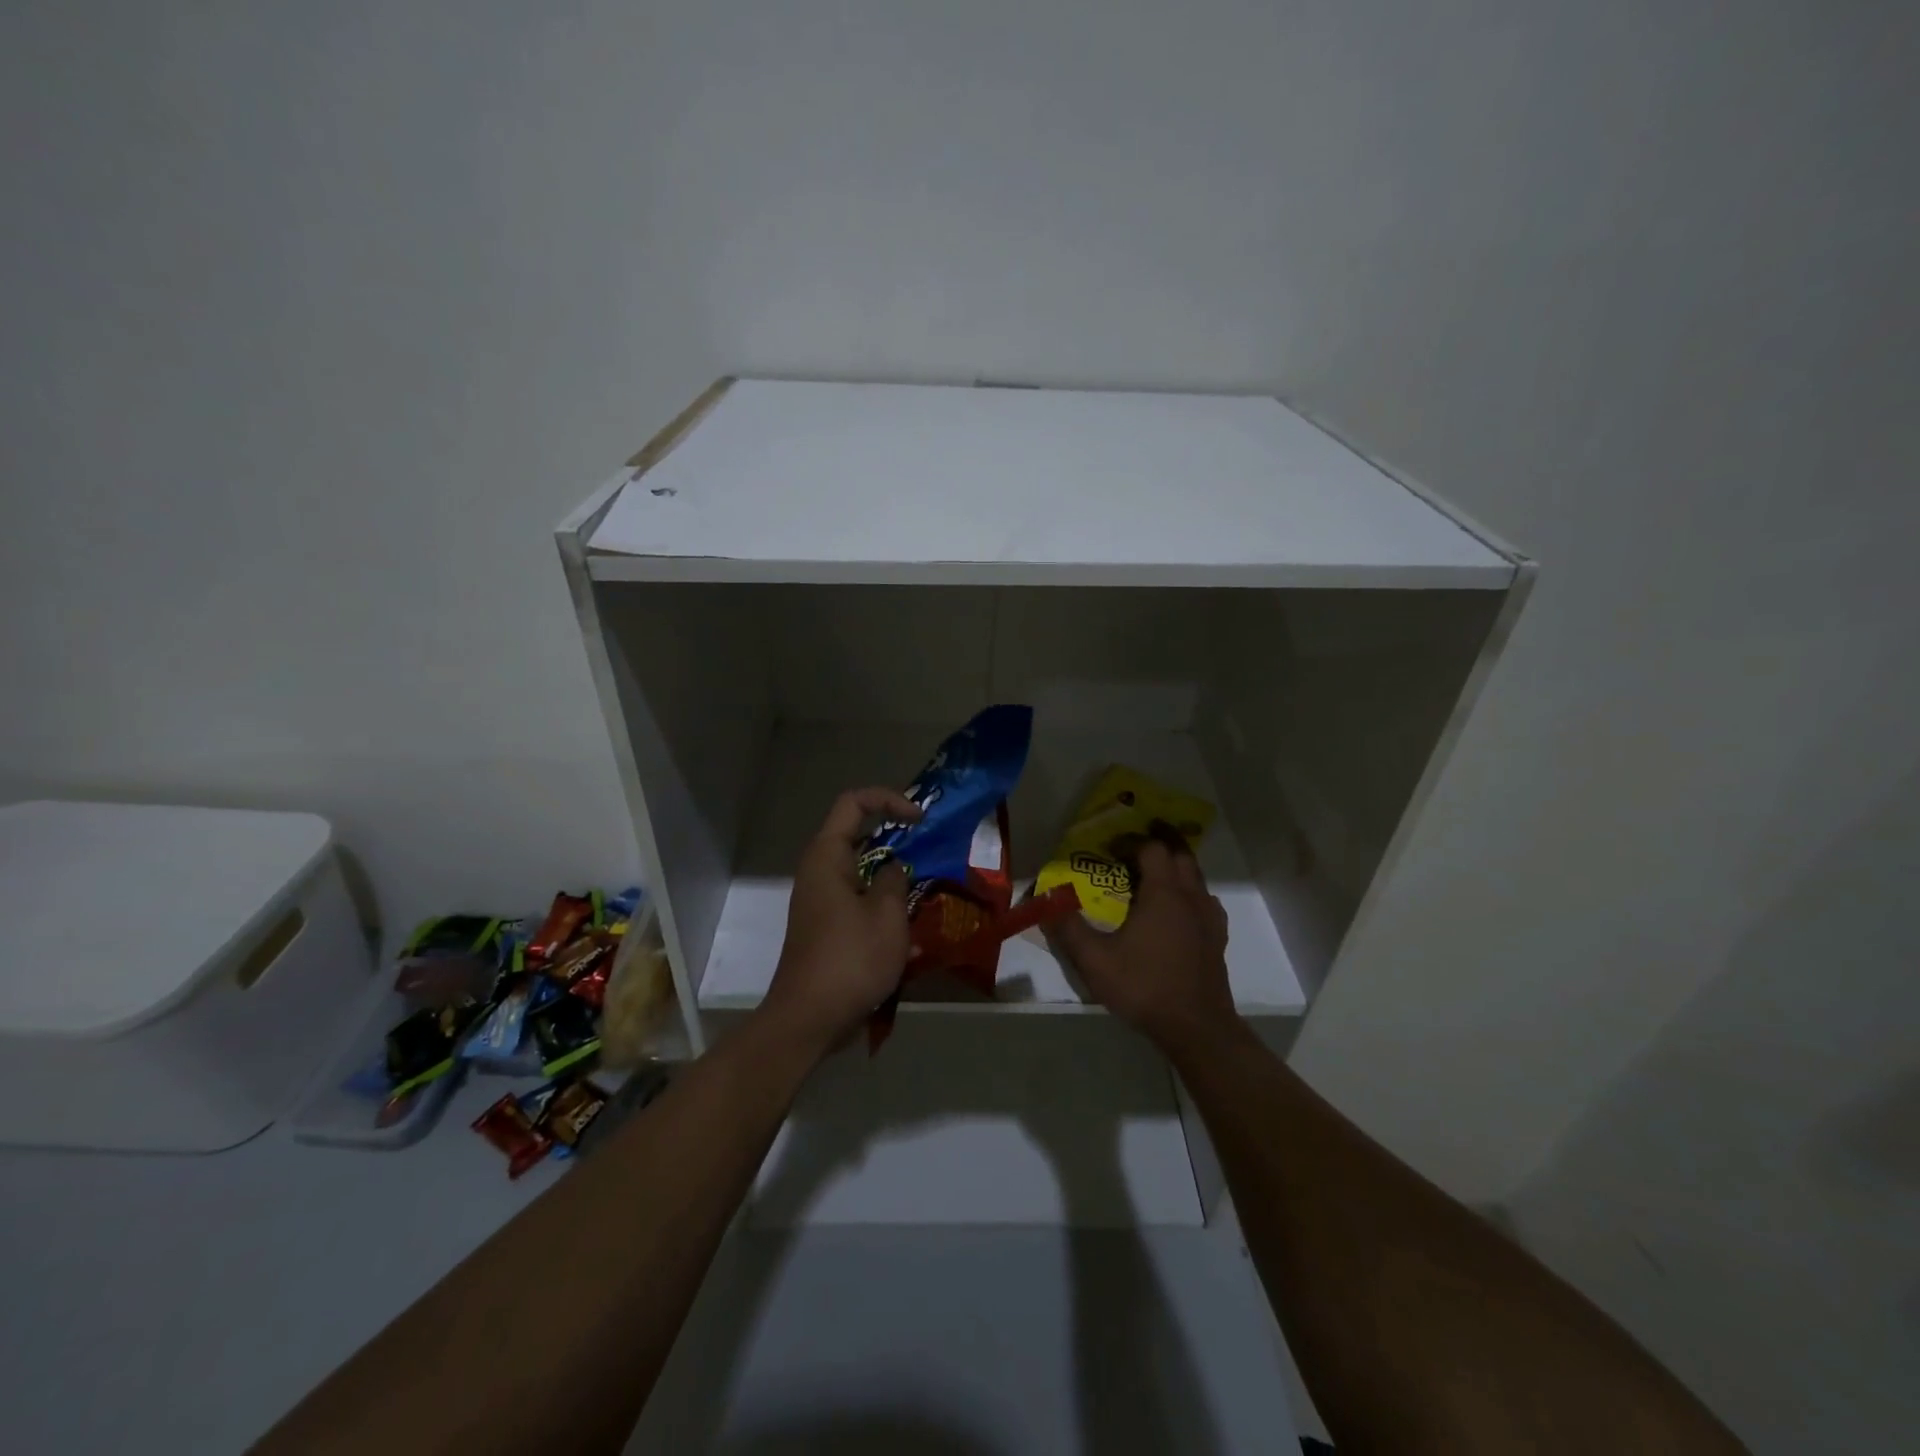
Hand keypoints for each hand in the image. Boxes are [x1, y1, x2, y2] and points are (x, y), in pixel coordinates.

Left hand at [760, 786, 920, 1054]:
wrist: (809, 1018)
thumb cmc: (850, 959)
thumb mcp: (887, 914)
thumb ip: (896, 879)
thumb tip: (895, 868)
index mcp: (827, 856)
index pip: (854, 803)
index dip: (889, 800)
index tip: (920, 820)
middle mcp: (819, 871)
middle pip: (858, 834)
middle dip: (896, 838)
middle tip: (931, 851)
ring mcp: (821, 900)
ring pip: (862, 870)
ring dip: (893, 874)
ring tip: (927, 888)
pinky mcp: (827, 926)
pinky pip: (859, 899)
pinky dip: (884, 902)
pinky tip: (910, 926)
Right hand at [1050, 831, 1237, 1055]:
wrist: (1197, 1028)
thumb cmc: (1145, 987)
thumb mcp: (1095, 961)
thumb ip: (1068, 928)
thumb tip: (1046, 900)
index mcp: (1163, 893)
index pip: (1152, 848)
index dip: (1132, 841)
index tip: (1111, 847)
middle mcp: (1191, 897)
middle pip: (1181, 855)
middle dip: (1160, 842)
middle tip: (1136, 845)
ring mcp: (1209, 918)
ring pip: (1197, 877)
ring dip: (1177, 867)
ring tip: (1154, 875)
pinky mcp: (1217, 938)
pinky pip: (1206, 901)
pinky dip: (1191, 893)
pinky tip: (1178, 911)